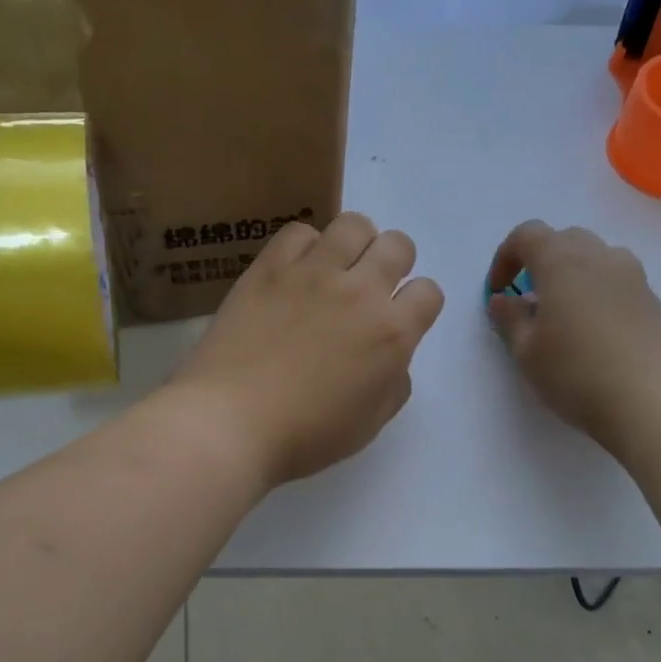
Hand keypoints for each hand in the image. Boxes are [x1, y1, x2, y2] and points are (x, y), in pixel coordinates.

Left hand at [172, 212, 445, 487]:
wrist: (232, 422)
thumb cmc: (305, 435)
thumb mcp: (368, 424)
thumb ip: (393, 385)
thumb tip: (392, 359)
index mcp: (391, 334)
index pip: (428, 292)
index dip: (417, 305)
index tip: (398, 320)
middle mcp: (360, 292)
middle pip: (397, 246)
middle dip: (393, 264)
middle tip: (368, 290)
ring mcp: (313, 273)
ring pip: (354, 225)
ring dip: (355, 244)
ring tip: (336, 268)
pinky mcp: (270, 267)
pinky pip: (299, 231)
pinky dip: (305, 246)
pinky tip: (295, 272)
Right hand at [486, 221, 660, 448]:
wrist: (652, 401)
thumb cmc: (576, 373)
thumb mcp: (526, 351)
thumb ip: (510, 319)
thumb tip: (503, 300)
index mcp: (562, 261)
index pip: (527, 234)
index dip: (505, 257)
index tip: (498, 291)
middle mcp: (601, 257)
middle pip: (564, 239)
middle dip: (539, 262)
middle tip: (527, 299)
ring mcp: (633, 276)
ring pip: (594, 257)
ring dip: (571, 275)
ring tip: (561, 315)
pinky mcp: (653, 300)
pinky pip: (616, 281)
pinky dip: (596, 292)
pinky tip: (592, 332)